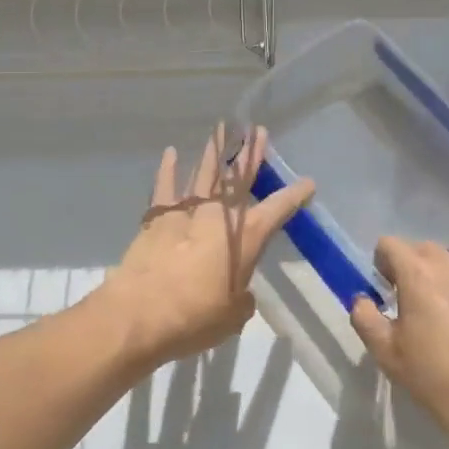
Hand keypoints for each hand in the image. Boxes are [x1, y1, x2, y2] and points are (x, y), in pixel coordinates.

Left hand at [95, 126, 314, 371]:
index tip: (308, 182)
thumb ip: (241, 299)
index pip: (277, 209)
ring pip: (204, 174)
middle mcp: (218, 215)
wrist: (140, 313)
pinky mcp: (156, 217)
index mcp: (245, 237)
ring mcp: (185, 211)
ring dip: (215, 153)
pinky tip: (172, 153)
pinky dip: (169, 168)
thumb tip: (238, 292)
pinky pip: (165, 186)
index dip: (294, 195)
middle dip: (250, 155)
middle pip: (238, 178)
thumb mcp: (233, 316)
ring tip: (222, 130)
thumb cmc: (194, 317)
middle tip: (258, 131)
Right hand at [350, 237, 448, 448]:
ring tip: (448, 289)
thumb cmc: (434, 377)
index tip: (385, 288)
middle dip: (413, 263)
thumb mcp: (385, 353)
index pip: (390, 244)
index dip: (382, 262)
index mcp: (417, 274)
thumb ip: (365, 318)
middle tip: (411, 297)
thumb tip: (363, 299)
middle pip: (425, 246)